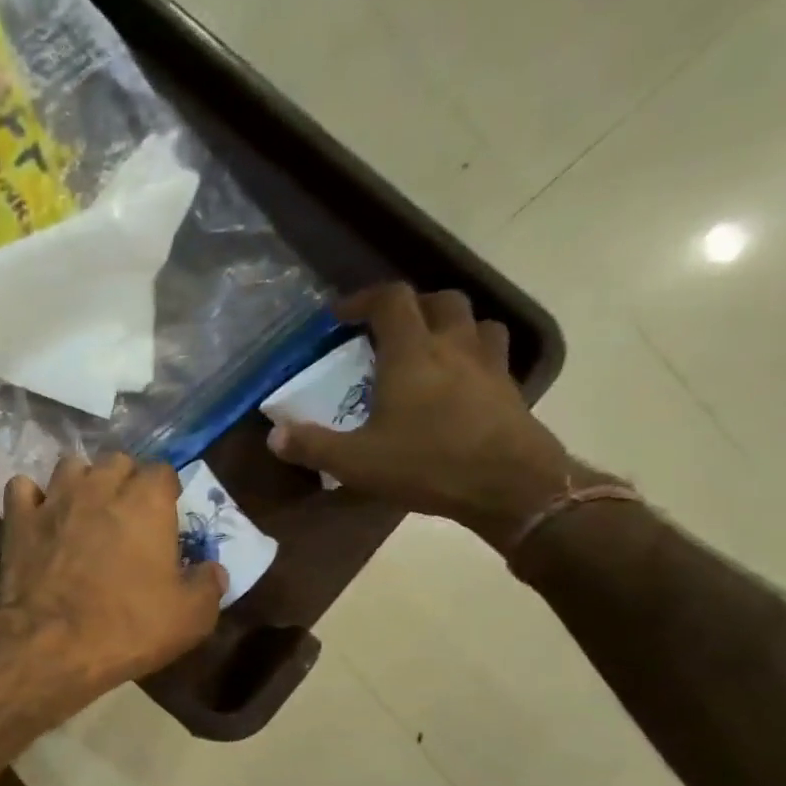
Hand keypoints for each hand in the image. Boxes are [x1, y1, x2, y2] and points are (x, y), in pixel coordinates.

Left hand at [0, 454, 225, 695]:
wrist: (53, 644)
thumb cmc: (128, 627)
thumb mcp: (191, 617)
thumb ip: (207, 585)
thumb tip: (213, 570)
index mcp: (146, 501)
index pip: (162, 471)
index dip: (165, 492)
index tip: (165, 516)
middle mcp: (100, 487)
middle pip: (116, 461)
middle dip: (123, 480)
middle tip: (125, 515)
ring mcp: (54, 499)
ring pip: (69, 466)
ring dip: (80, 482)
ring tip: (82, 511)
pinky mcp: (18, 519)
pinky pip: (22, 488)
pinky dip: (31, 497)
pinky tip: (38, 516)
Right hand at [267, 283, 580, 550]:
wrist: (512, 486)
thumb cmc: (428, 464)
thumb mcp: (356, 462)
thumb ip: (312, 445)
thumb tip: (274, 435)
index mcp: (412, 353)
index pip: (391, 300)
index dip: (364, 299)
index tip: (340, 316)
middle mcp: (453, 346)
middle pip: (439, 300)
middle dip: (411, 306)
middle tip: (387, 330)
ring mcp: (489, 365)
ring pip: (475, 322)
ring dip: (449, 324)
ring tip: (428, 348)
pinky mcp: (510, 389)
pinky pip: (493, 354)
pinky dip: (473, 355)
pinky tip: (458, 383)